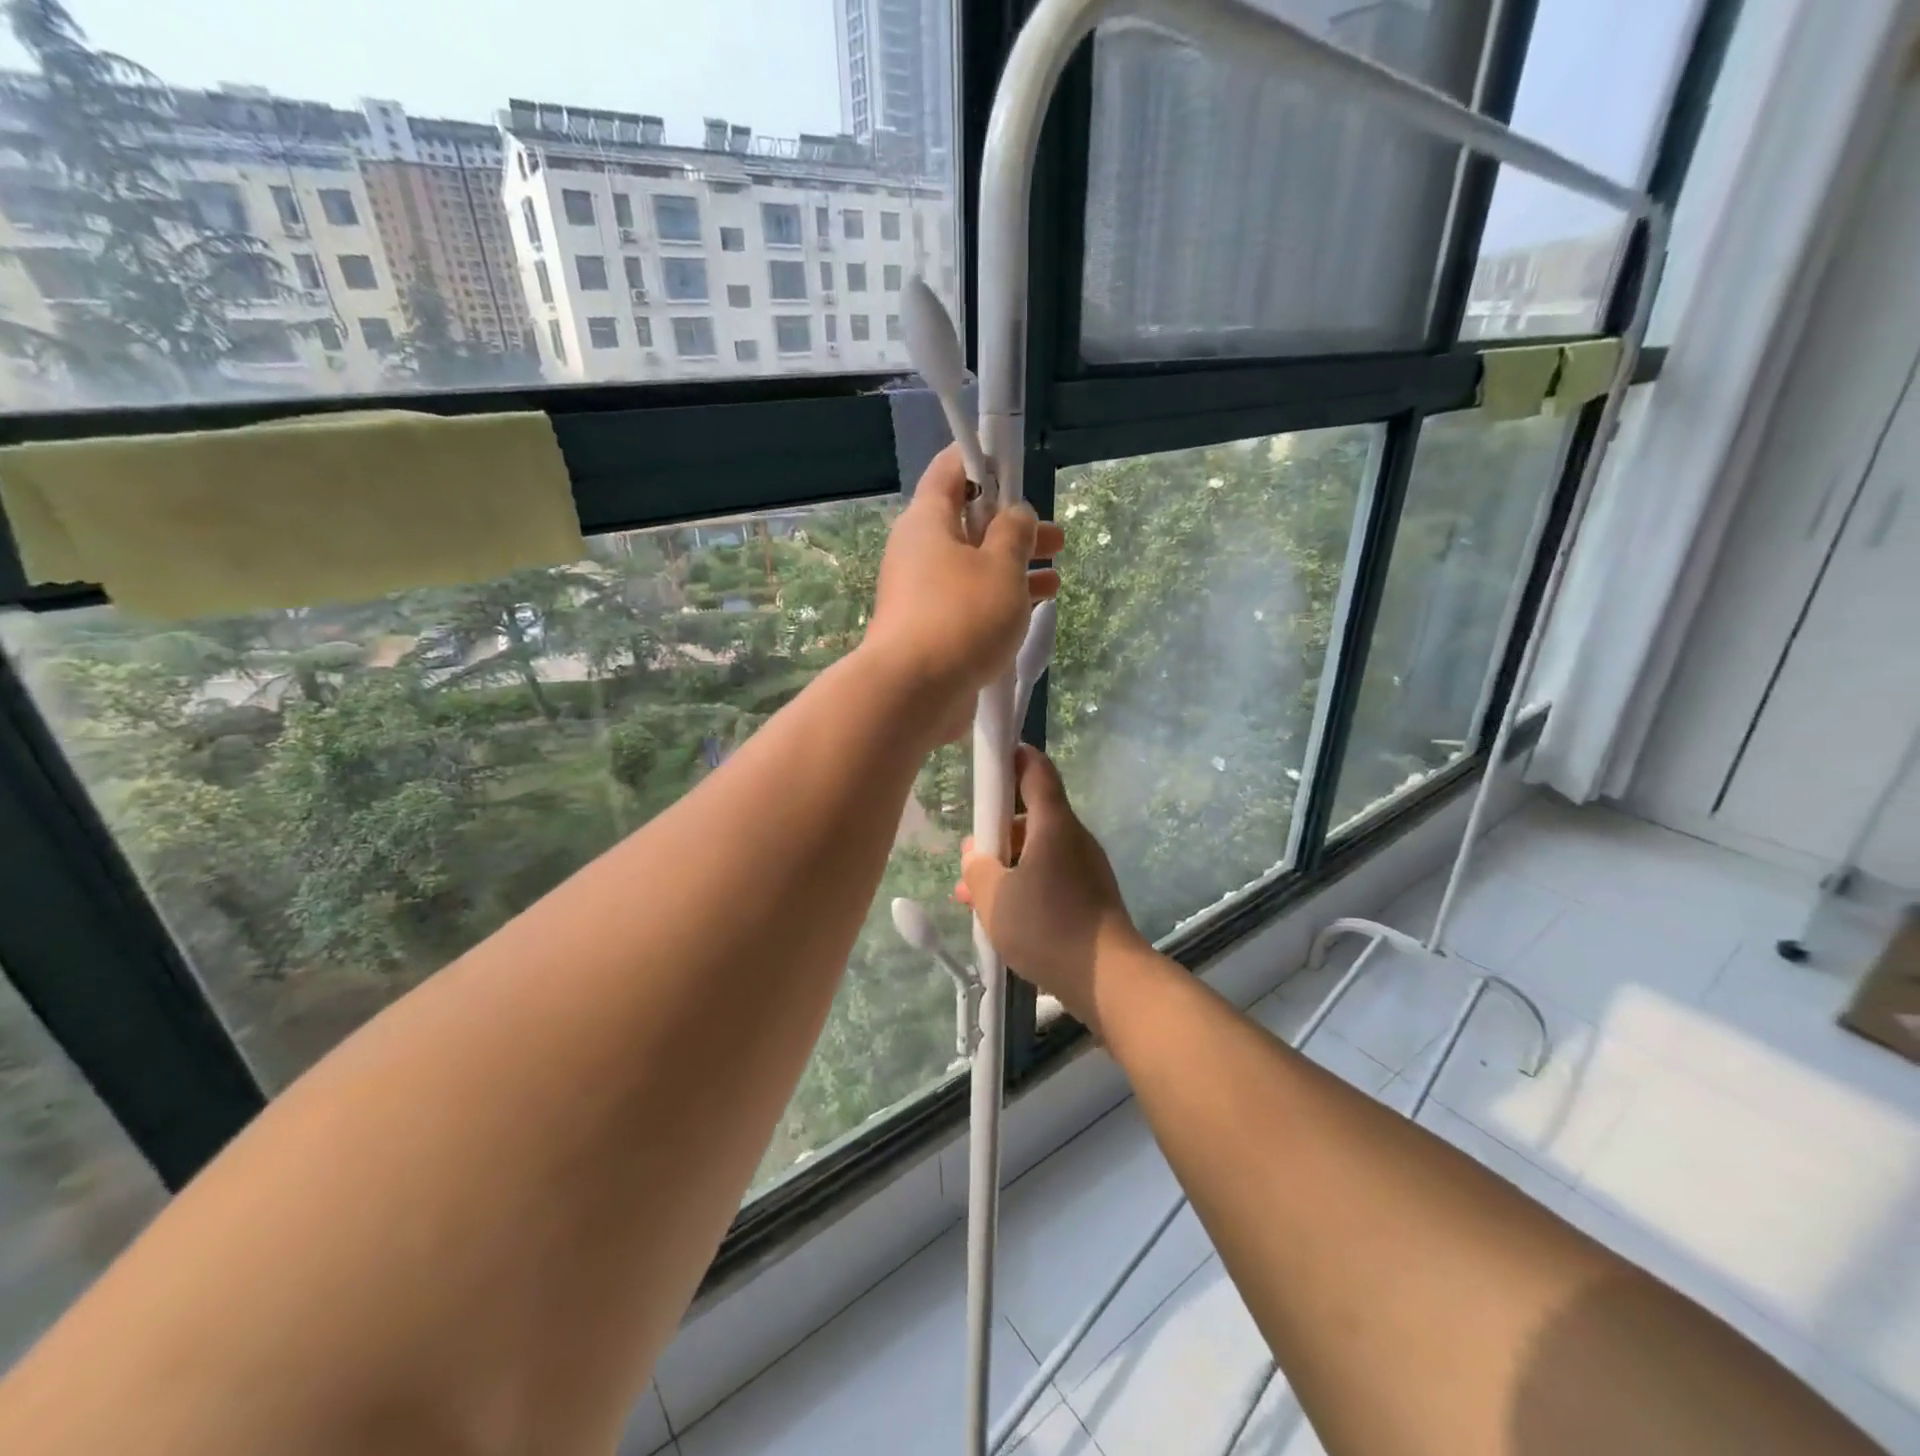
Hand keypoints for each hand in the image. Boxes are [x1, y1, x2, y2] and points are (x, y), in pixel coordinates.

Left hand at [862, 445, 1062, 744]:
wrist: (913, 694)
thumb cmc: (961, 616)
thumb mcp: (1001, 565)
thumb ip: (1015, 532)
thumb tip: (1015, 515)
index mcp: (927, 521)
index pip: (951, 471)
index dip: (984, 461)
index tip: (1016, 467)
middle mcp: (919, 552)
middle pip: (969, 525)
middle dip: (1014, 527)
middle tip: (1054, 537)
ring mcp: (923, 595)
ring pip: (974, 568)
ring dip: (1014, 568)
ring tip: (1055, 576)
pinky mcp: (932, 630)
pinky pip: (970, 603)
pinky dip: (1000, 601)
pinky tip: (1033, 611)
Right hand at [958, 746, 1148, 1032]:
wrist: (1107, 977)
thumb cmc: (1047, 926)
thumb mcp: (994, 897)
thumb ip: (977, 868)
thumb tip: (976, 854)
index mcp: (1053, 823)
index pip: (1036, 769)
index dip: (1013, 758)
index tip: (989, 763)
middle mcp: (1074, 837)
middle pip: (1032, 815)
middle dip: (997, 830)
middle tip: (970, 856)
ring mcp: (1086, 867)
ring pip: (1039, 851)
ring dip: (1007, 864)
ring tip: (973, 896)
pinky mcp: (1091, 895)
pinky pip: (1051, 876)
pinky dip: (1026, 884)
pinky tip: (1003, 915)